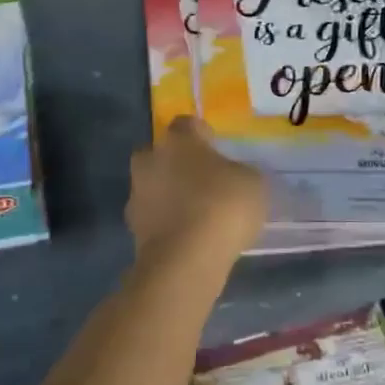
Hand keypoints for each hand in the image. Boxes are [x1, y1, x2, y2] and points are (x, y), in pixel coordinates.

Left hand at [126, 116, 267, 268]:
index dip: (201, 135)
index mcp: (178, 140)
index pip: (186, 125)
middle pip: (161, 154)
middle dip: (177, 164)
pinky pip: (153, 217)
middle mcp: (150, 160)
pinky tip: (186, 236)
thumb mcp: (252, 183)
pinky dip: (165, 223)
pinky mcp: (132, 229)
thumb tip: (233, 176)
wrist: (186, 259)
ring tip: (195, 214)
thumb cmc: (223, 206)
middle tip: (202, 180)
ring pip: (153, 186)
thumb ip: (240, 173)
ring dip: (169, 195)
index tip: (215, 148)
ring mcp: (136, 194)